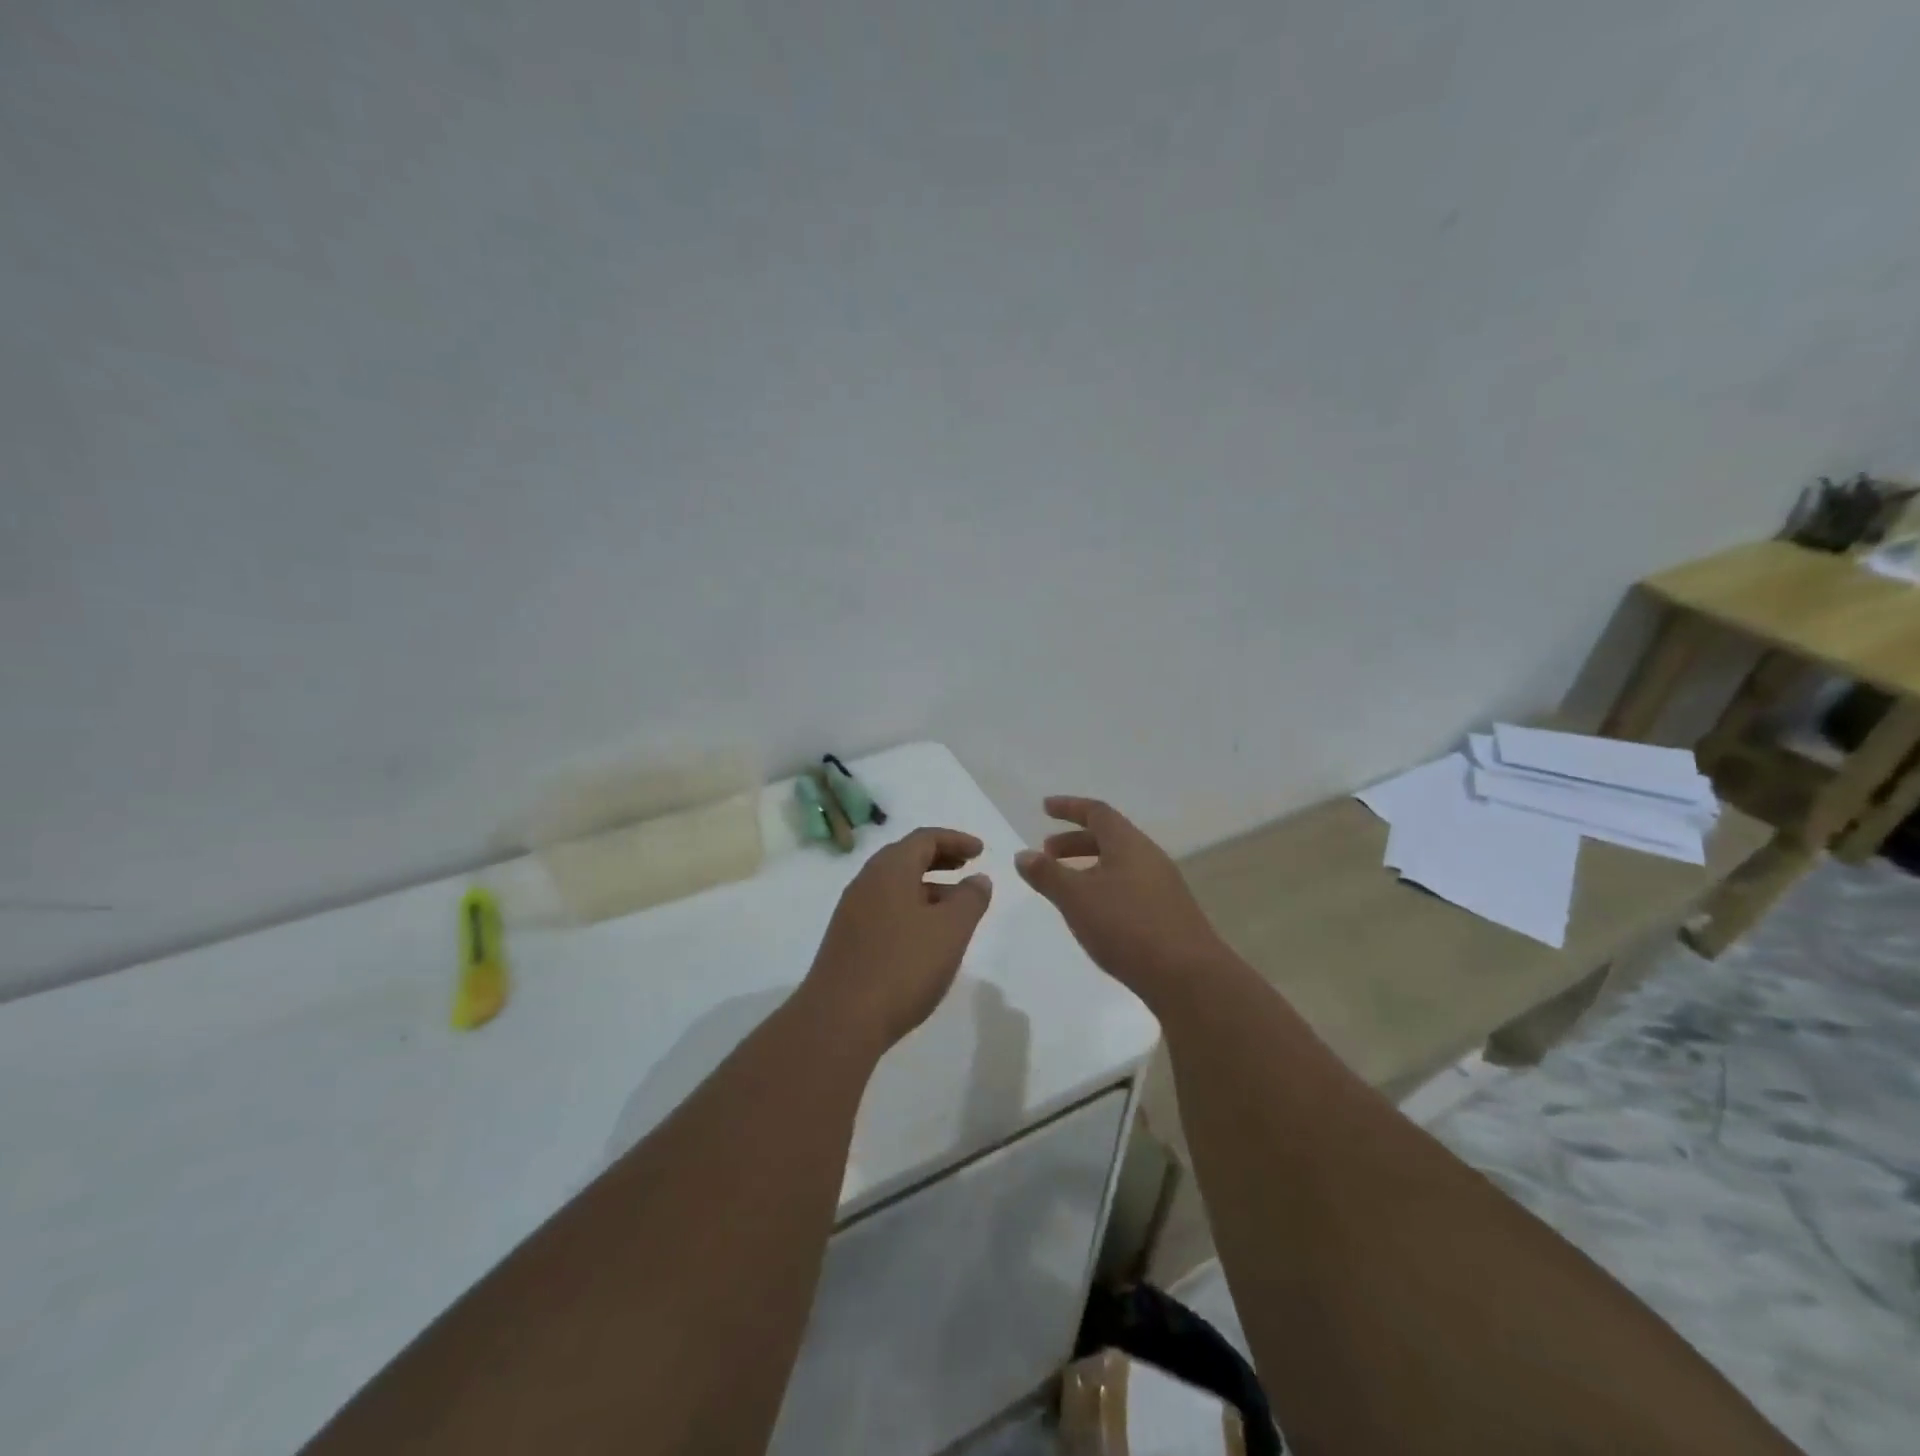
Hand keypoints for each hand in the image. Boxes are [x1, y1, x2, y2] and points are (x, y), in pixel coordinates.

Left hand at [802, 827, 993, 1053]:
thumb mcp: (950, 930)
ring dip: (927, 886)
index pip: (924, 838)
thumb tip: (978, 880)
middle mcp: (866, 882)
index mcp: (890, 869)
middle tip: (967, 868)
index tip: (981, 851)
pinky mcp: (848, 940)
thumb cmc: (902, 966)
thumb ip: (970, 899)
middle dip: (940, 859)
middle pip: (906, 857)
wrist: (840, 1019)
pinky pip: (885, 909)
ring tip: (955, 906)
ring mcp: (853, 912)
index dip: (955, 840)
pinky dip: (911, 908)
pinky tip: (926, 936)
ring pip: (895, 886)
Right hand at [1015, 796, 1231, 1006]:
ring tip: (1065, 886)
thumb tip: (1023, 854)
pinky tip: (1094, 914)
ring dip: (1089, 867)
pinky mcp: (1168, 913)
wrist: (1188, 977)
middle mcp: (1149, 857)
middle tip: (1047, 854)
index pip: (1097, 812)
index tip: (1045, 808)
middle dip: (1074, 841)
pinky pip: (1129, 886)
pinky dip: (1104, 887)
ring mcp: (1163, 886)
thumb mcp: (1077, 898)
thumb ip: (1047, 875)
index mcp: (1129, 844)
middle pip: (1109, 837)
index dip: (1069, 807)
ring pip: (1119, 864)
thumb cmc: (1127, 927)